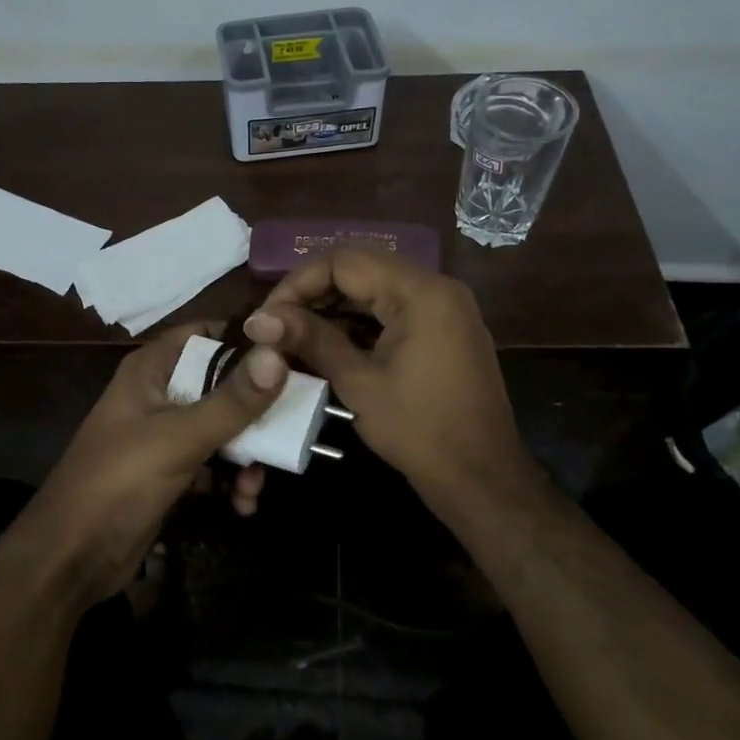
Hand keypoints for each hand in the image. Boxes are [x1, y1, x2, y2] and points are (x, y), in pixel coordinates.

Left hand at [12, 322, 287, 607]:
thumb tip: (278, 355)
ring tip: (255, 485)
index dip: (245, 342)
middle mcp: (158, 394)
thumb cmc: (120, 481)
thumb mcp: (180, 438)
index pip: (204, 335)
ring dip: (247, 455)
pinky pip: (213, 465)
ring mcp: (164, 435)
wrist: (73, 556)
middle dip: (255, 413)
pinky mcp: (170, 472)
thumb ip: (231, 401)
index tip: (289, 358)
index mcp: (151, 370)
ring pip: (222, 429)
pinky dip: (230, 481)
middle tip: (290, 431)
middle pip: (221, 385)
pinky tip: (242, 505)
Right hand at [242, 248, 537, 520]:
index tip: (268, 317)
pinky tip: (328, 345)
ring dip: (333, 308)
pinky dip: (359, 322)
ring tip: (294, 337)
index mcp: (420, 292)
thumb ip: (310, 340)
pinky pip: (393, 309)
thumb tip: (257, 320)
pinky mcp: (444, 329)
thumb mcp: (358, 383)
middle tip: (277, 326)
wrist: (482, 478)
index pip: (343, 261)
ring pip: (375, 288)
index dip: (297, 283)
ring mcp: (444, 307)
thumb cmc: (419, 431)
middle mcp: (436, 287)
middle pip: (360, 268)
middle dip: (313, 293)